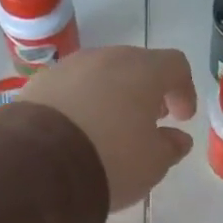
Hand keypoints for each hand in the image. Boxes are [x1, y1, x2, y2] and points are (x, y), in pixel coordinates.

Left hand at [19, 46, 196, 210]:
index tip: (182, 118)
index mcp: (143, 70)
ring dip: (112, 95)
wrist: (38, 165)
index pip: (175, 66)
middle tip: (148, 120)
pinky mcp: (38, 84)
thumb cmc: (111, 159)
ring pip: (100, 75)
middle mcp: (106, 58)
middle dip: (146, 91)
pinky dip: (81, 104)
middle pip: (136, 65)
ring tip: (111, 128)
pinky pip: (70, 88)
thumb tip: (177, 139)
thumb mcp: (153, 164)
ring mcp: (68, 67)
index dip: (183, 90)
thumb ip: (170, 147)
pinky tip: (78, 132)